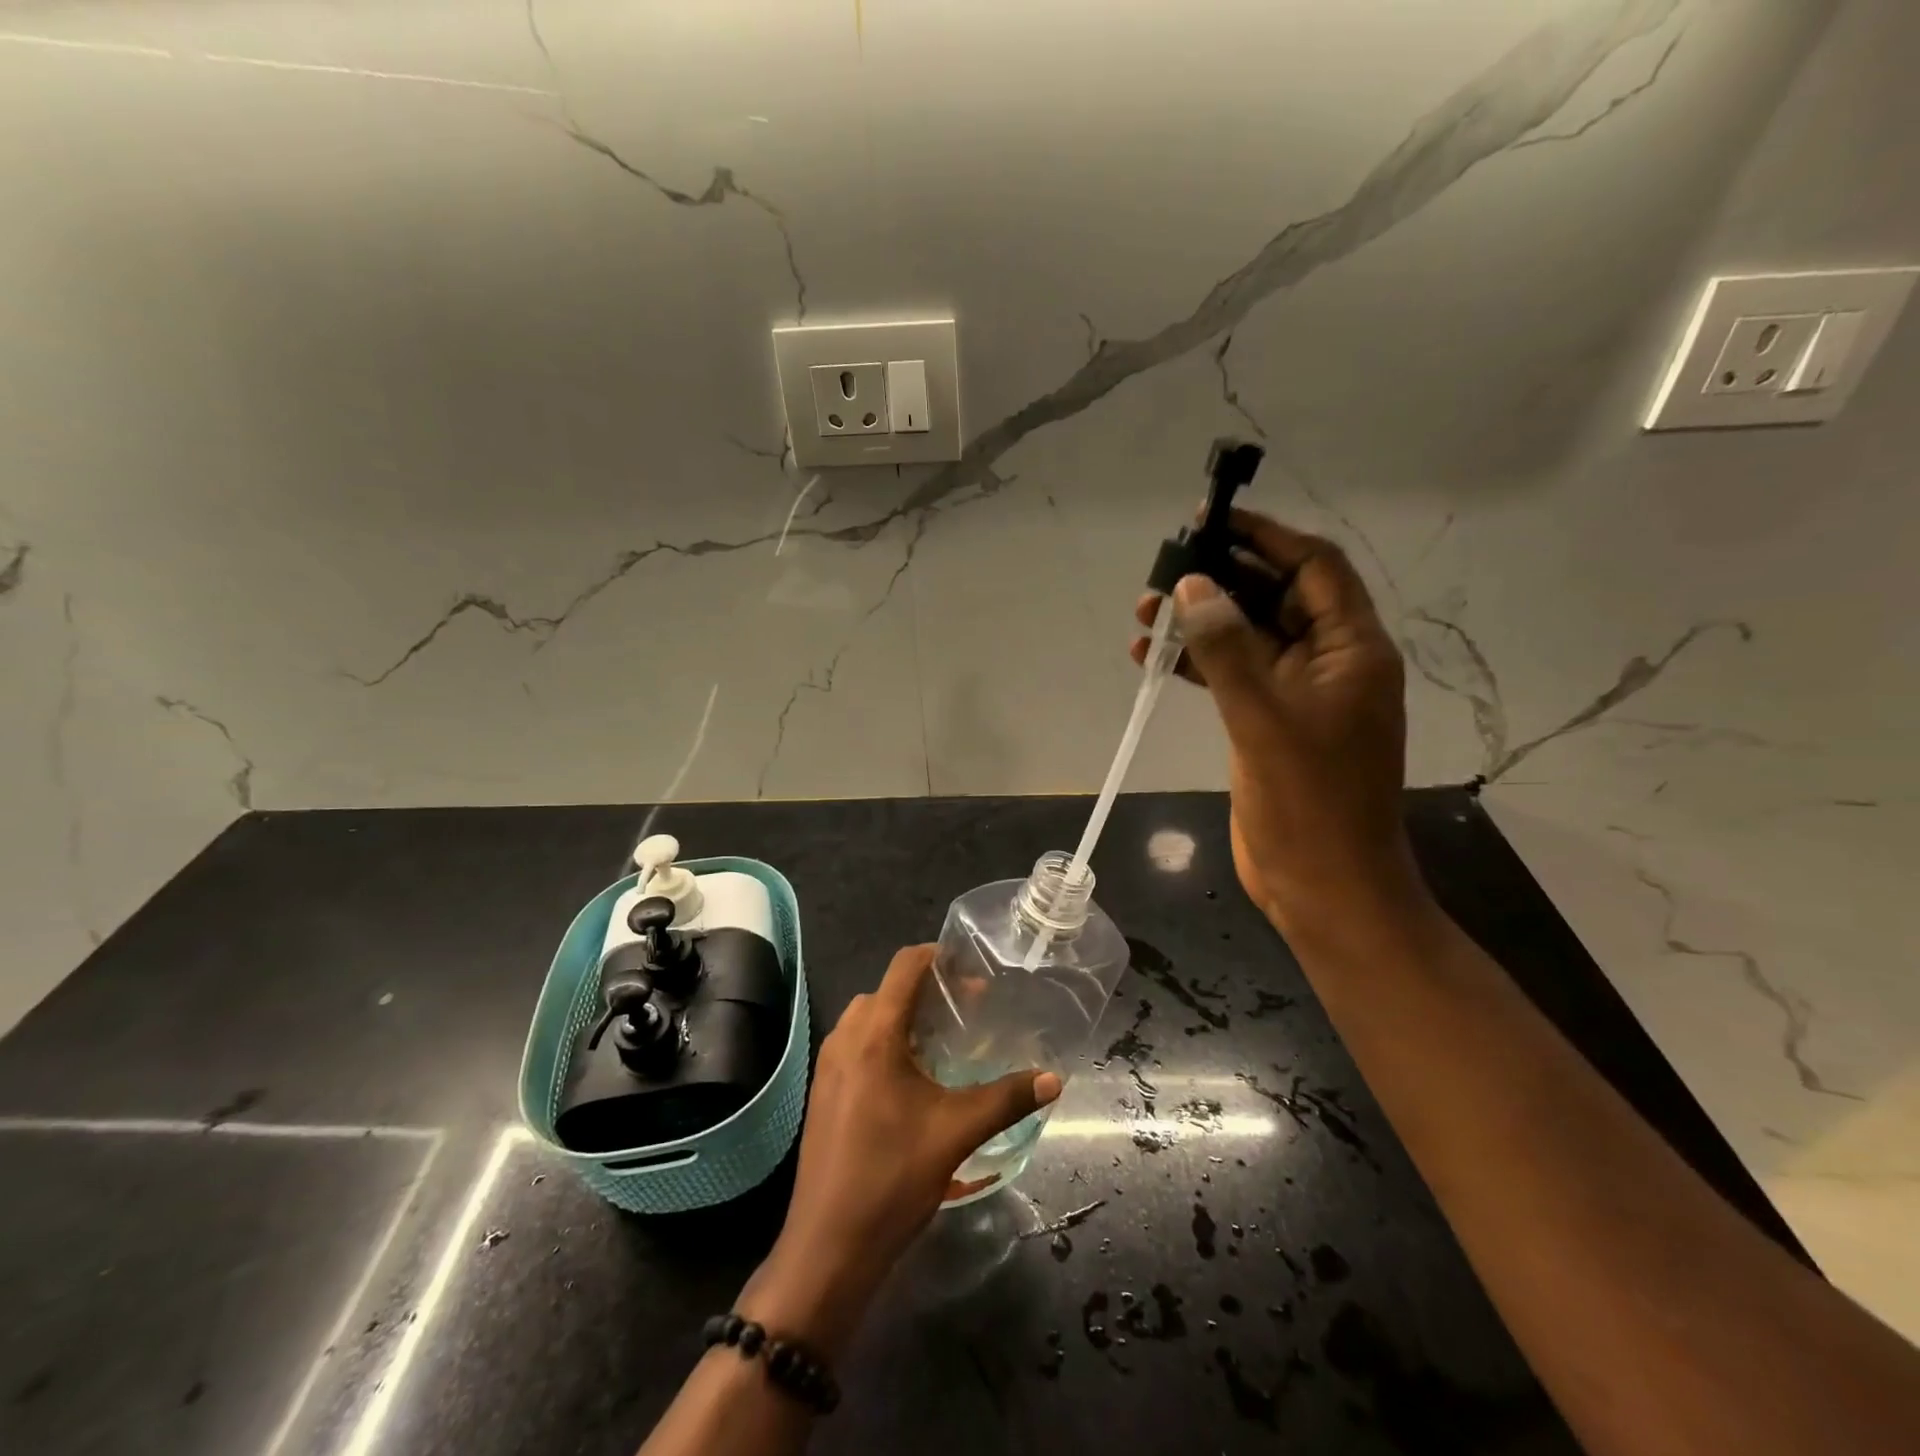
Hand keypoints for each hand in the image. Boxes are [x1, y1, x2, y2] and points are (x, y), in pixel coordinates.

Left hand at [739, 945, 1061, 1352]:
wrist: (828, 1248)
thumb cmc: (891, 1179)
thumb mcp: (956, 1133)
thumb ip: (1007, 1099)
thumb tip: (1053, 1079)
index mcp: (873, 1035)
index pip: (904, 966)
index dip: (939, 957)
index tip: (973, 971)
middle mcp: (845, 1038)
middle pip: (888, 990)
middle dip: (928, 991)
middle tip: (968, 1008)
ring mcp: (828, 1066)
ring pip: (870, 1018)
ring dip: (905, 1017)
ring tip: (944, 1040)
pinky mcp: (824, 1092)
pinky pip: (857, 1044)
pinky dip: (886, 1041)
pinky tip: (914, 1077)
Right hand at [1131, 510, 1418, 934]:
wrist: (1323, 886)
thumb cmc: (1309, 802)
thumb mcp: (1265, 719)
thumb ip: (1228, 649)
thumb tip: (1194, 586)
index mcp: (1351, 650)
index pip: (1313, 568)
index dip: (1267, 537)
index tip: (1212, 522)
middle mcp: (1328, 663)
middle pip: (1274, 598)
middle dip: (1220, 581)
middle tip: (1162, 574)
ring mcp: (1295, 696)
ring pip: (1246, 638)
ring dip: (1200, 623)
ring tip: (1144, 616)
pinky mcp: (1267, 724)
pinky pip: (1231, 677)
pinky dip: (1196, 664)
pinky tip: (1152, 658)